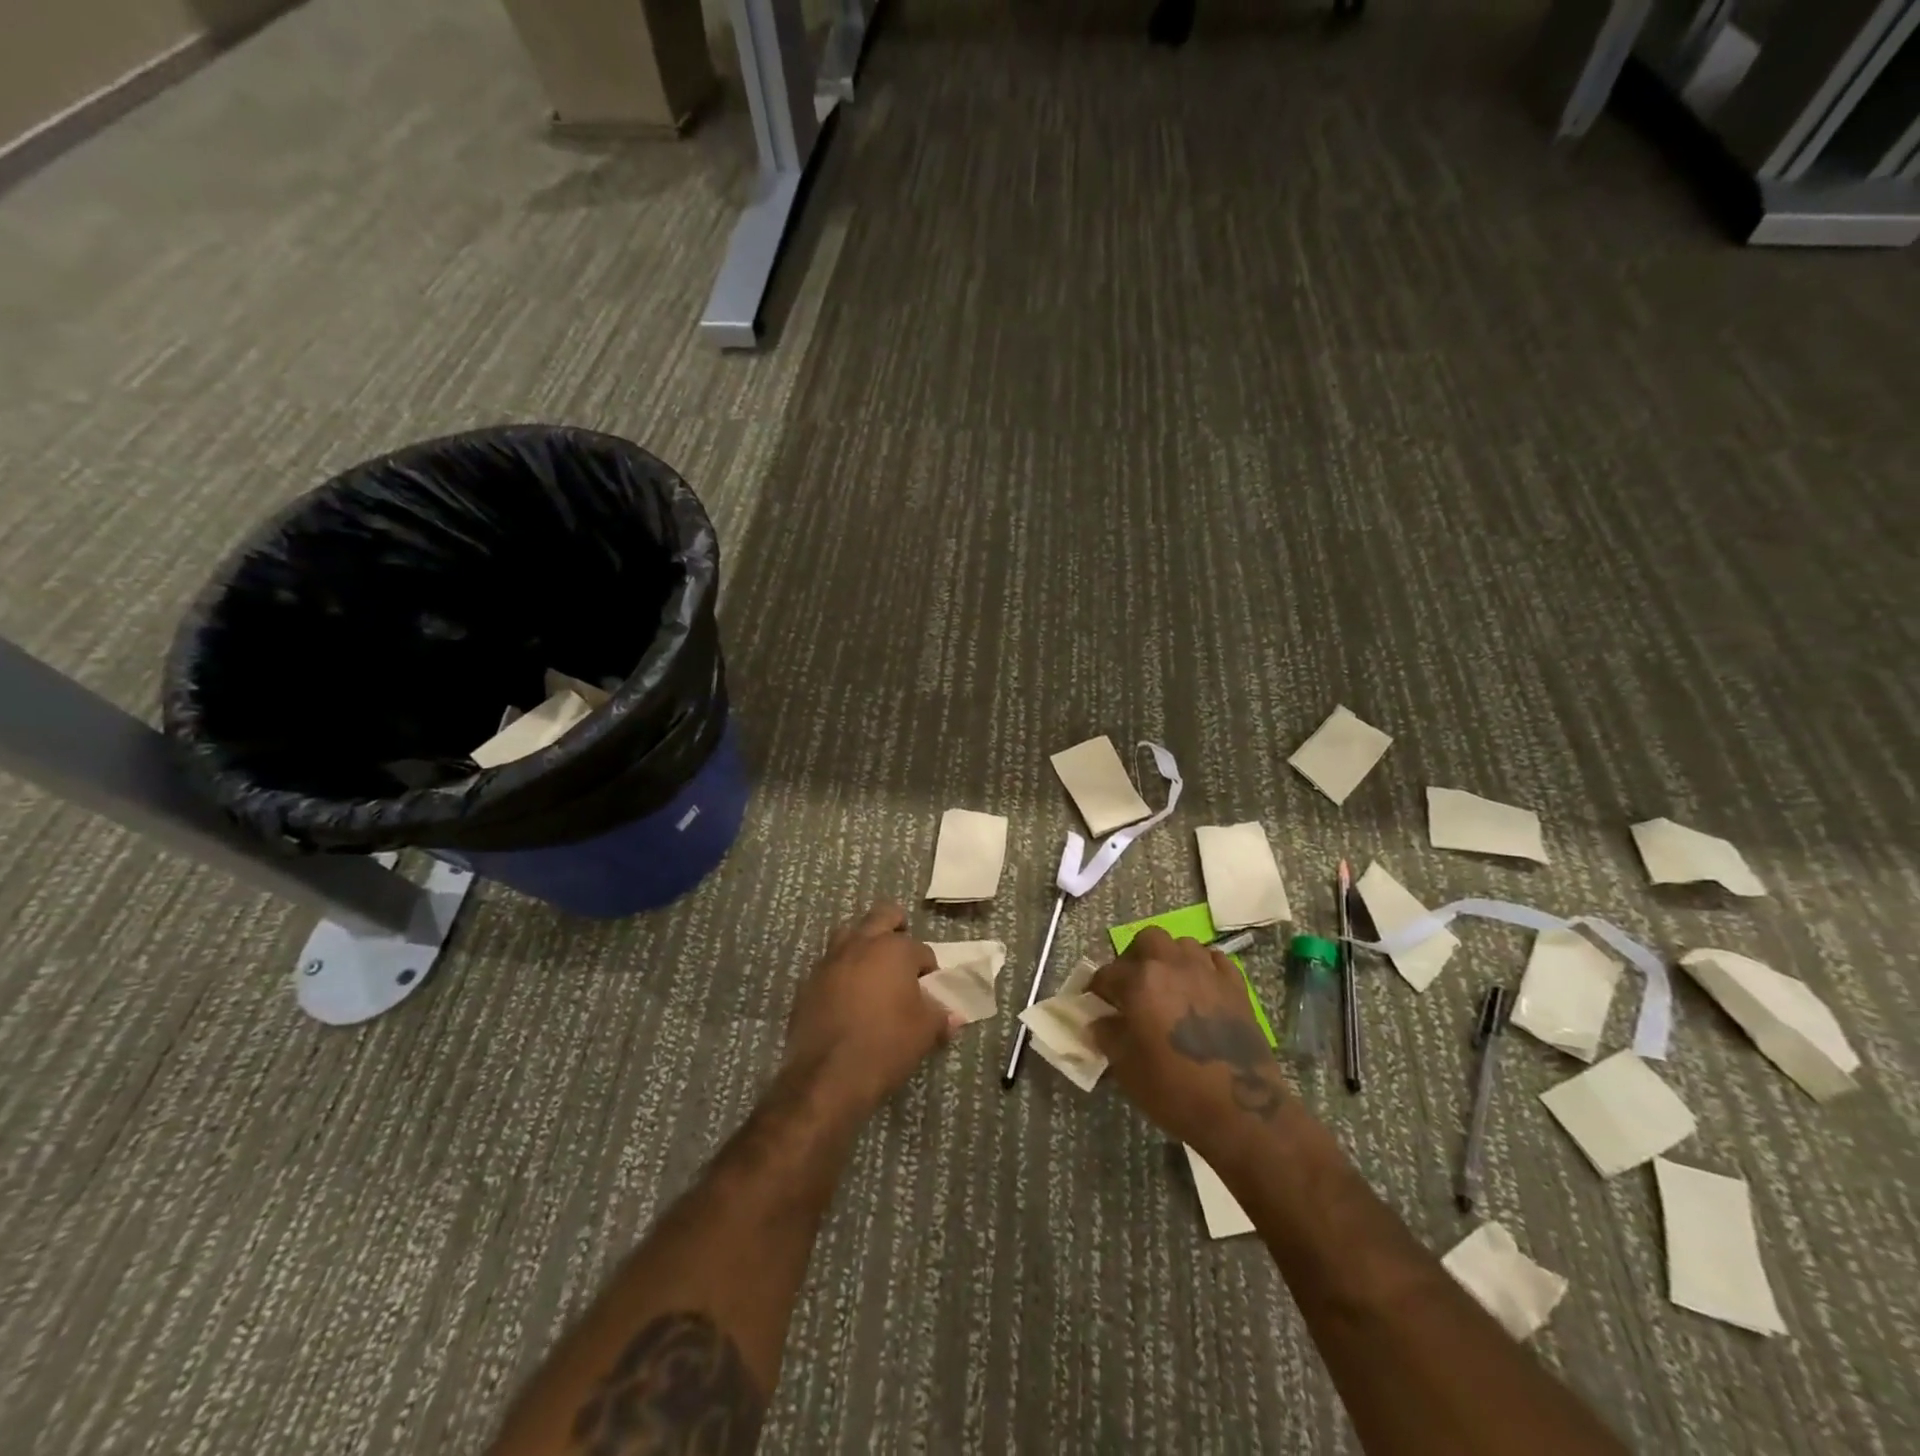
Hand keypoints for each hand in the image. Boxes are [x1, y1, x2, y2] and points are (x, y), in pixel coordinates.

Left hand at [782, 902, 958, 1119]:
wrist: (827, 1076)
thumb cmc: (886, 1045)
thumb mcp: (924, 1032)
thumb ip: (940, 1017)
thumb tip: (953, 1017)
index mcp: (894, 949)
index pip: (921, 950)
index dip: (929, 969)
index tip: (929, 991)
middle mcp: (861, 944)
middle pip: (881, 916)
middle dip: (896, 926)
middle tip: (903, 953)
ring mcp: (830, 960)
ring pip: (850, 934)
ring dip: (864, 944)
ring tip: (874, 970)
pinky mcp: (809, 982)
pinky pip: (831, 964)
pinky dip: (843, 971)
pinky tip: (849, 996)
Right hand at [1090, 927, 1292, 1163]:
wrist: (1240, 1110)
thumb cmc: (1174, 1089)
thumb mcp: (1126, 1067)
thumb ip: (1107, 1035)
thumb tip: (1099, 1021)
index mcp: (1140, 982)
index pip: (1107, 974)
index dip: (1097, 989)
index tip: (1096, 1003)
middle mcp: (1172, 965)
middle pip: (1147, 940)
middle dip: (1135, 958)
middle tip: (1133, 985)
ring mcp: (1207, 972)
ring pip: (1182, 944)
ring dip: (1169, 958)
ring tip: (1167, 984)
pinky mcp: (1236, 985)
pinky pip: (1214, 960)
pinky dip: (1203, 967)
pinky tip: (1200, 988)